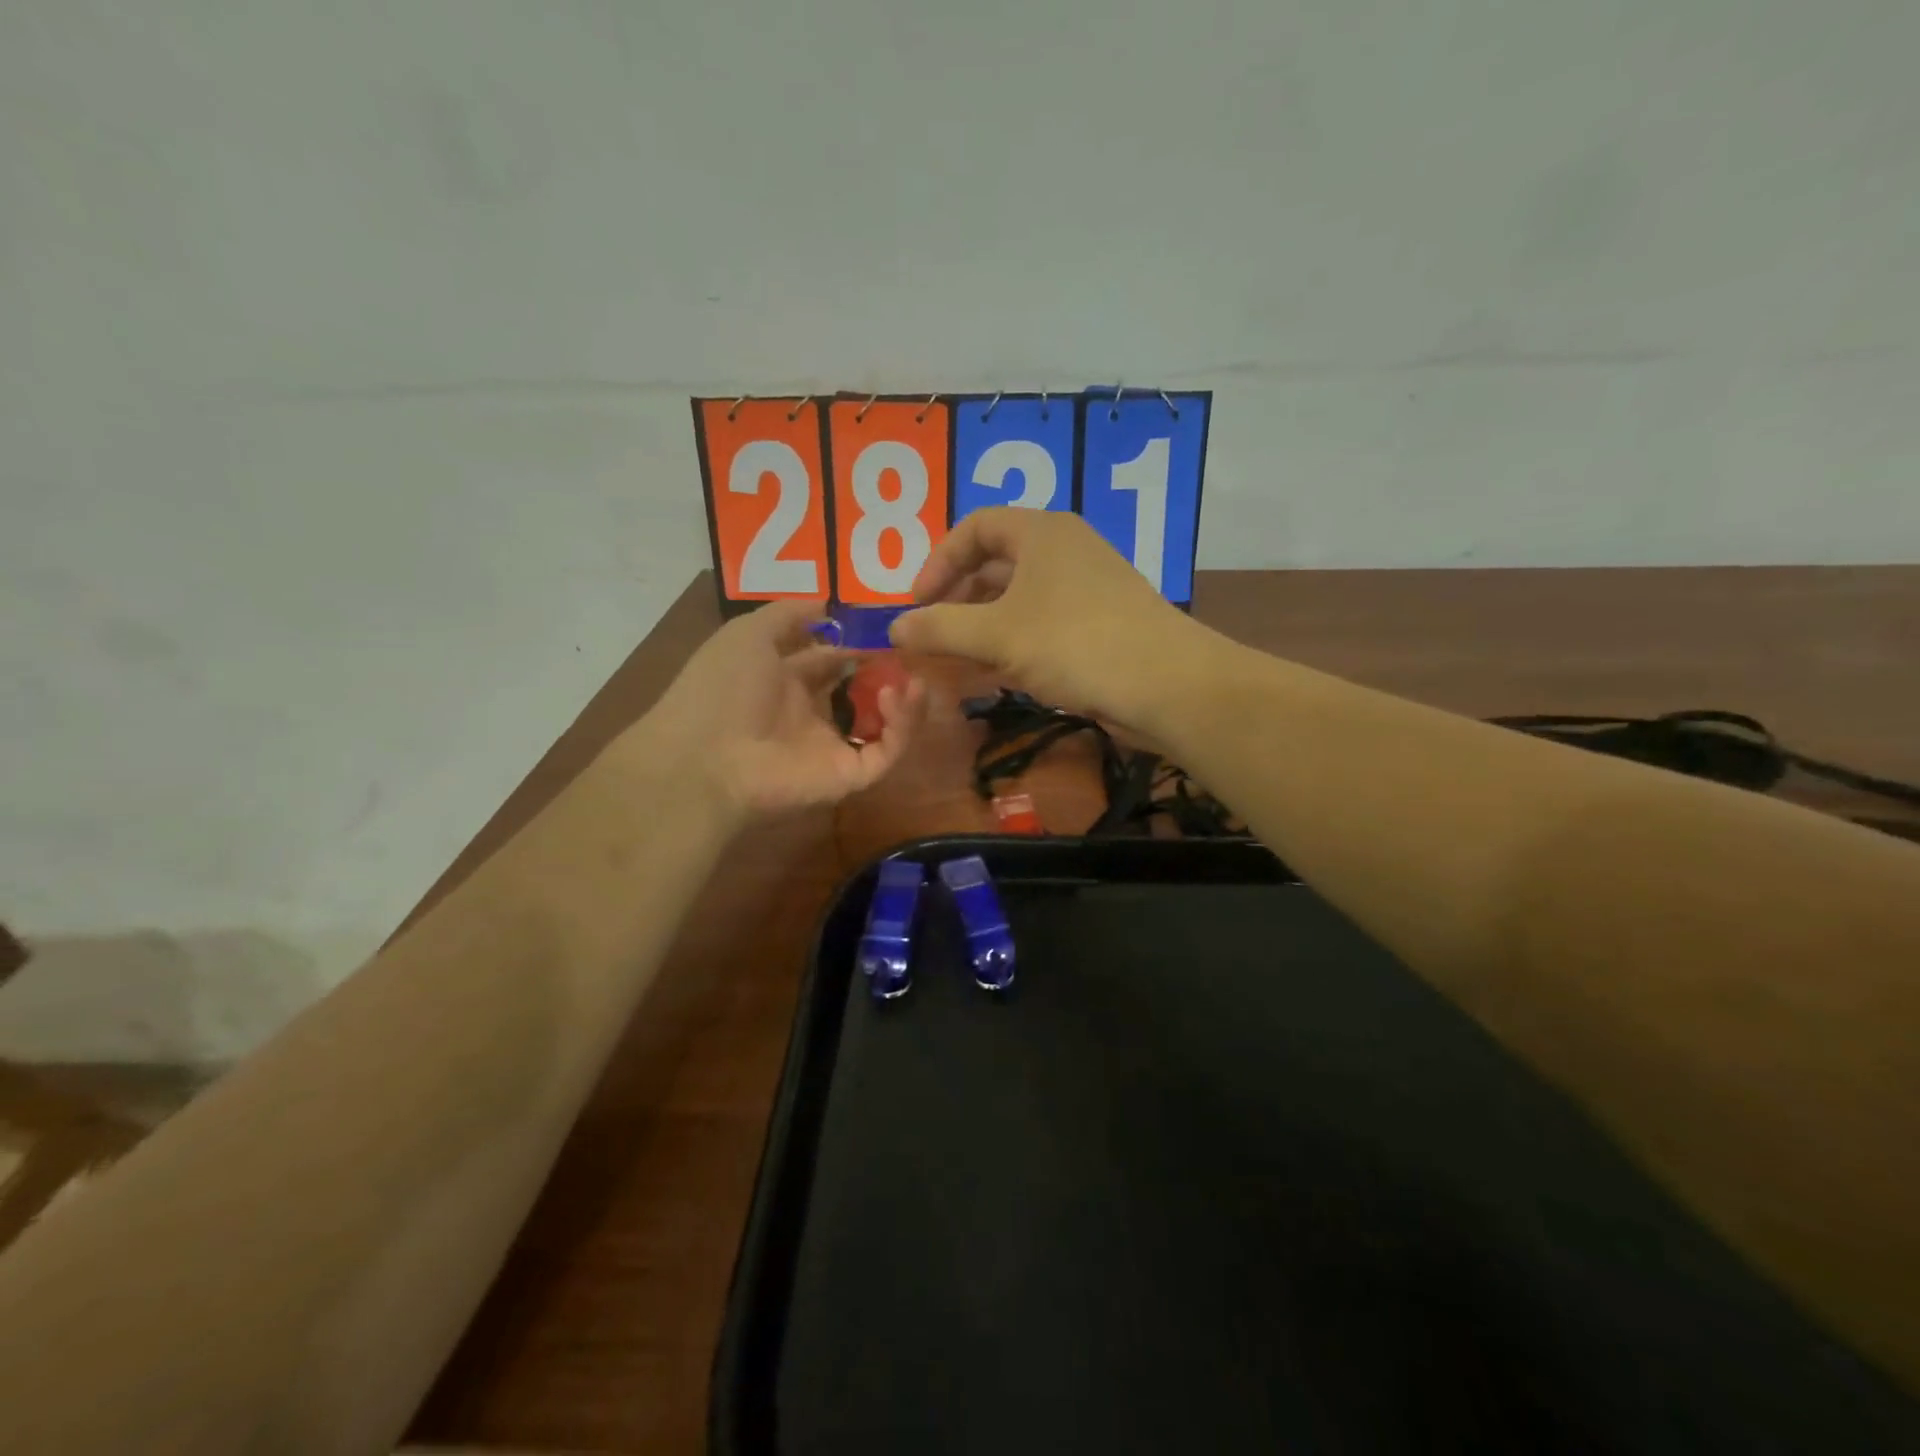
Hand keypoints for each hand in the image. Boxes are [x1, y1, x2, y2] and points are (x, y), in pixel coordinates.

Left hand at [641, 599, 925, 821]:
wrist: (706, 756)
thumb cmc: (723, 687)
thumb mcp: (749, 633)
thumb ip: (789, 614)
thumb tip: (827, 602)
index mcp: (784, 683)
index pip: (829, 661)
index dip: (854, 643)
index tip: (883, 627)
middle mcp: (810, 715)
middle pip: (860, 694)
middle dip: (887, 673)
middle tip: (911, 653)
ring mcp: (831, 748)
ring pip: (882, 727)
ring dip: (904, 703)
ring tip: (914, 678)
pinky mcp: (848, 776)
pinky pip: (886, 753)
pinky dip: (903, 727)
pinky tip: (902, 696)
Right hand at [889, 509, 1213, 732]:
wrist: (1166, 685)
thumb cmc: (1075, 643)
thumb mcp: (997, 635)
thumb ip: (939, 629)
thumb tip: (893, 628)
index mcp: (1041, 532)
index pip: (974, 528)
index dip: (937, 562)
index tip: (916, 604)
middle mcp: (1064, 551)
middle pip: (994, 565)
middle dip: (956, 601)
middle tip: (931, 637)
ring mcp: (1084, 590)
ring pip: (1016, 601)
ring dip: (980, 630)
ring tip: (953, 664)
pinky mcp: (1097, 626)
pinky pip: (1039, 627)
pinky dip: (1010, 647)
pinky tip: (992, 678)